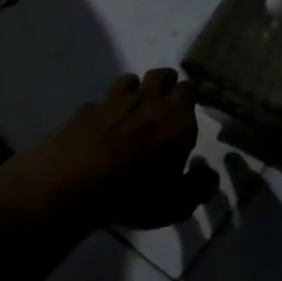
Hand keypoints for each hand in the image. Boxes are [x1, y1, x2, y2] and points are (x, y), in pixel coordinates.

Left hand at [18, 69, 209, 230]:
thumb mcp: (176, 205)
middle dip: (166, 82)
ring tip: (133, 106)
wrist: (74, 184)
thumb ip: (198, 187)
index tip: (188, 103)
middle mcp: (148, 102)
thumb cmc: (134, 195)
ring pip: (130, 80)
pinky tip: (100, 125)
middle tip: (165, 97)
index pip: (188, 90)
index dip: (188, 94)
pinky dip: (104, 110)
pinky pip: (100, 102)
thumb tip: (207, 172)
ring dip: (135, 89)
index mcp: (176, 121)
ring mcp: (113, 101)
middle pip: (161, 75)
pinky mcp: (86, 109)